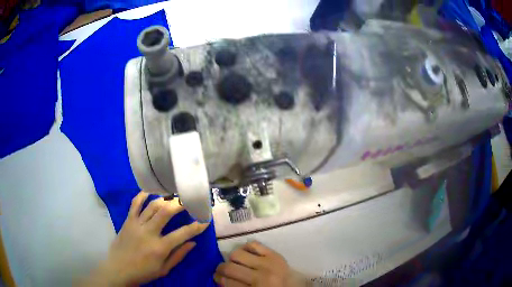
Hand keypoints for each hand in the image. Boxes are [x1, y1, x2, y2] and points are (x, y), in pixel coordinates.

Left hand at [82, 191, 208, 285]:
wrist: (118, 269)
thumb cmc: (143, 272)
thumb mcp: (164, 269)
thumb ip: (179, 255)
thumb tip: (193, 243)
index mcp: (160, 248)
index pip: (182, 234)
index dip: (196, 227)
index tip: (205, 220)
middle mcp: (148, 233)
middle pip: (166, 212)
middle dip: (179, 204)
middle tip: (188, 200)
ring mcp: (136, 224)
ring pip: (152, 206)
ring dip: (165, 199)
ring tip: (173, 195)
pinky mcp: (128, 221)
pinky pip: (135, 204)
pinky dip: (142, 195)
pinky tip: (150, 191)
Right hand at [214, 241, 302, 286]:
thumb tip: (219, 278)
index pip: (228, 282)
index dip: (219, 279)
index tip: (216, 278)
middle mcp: (261, 276)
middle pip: (230, 267)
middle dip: (221, 269)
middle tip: (221, 271)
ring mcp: (269, 263)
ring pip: (237, 254)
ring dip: (232, 259)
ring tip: (235, 263)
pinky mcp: (275, 254)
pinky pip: (253, 244)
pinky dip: (245, 248)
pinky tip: (246, 255)